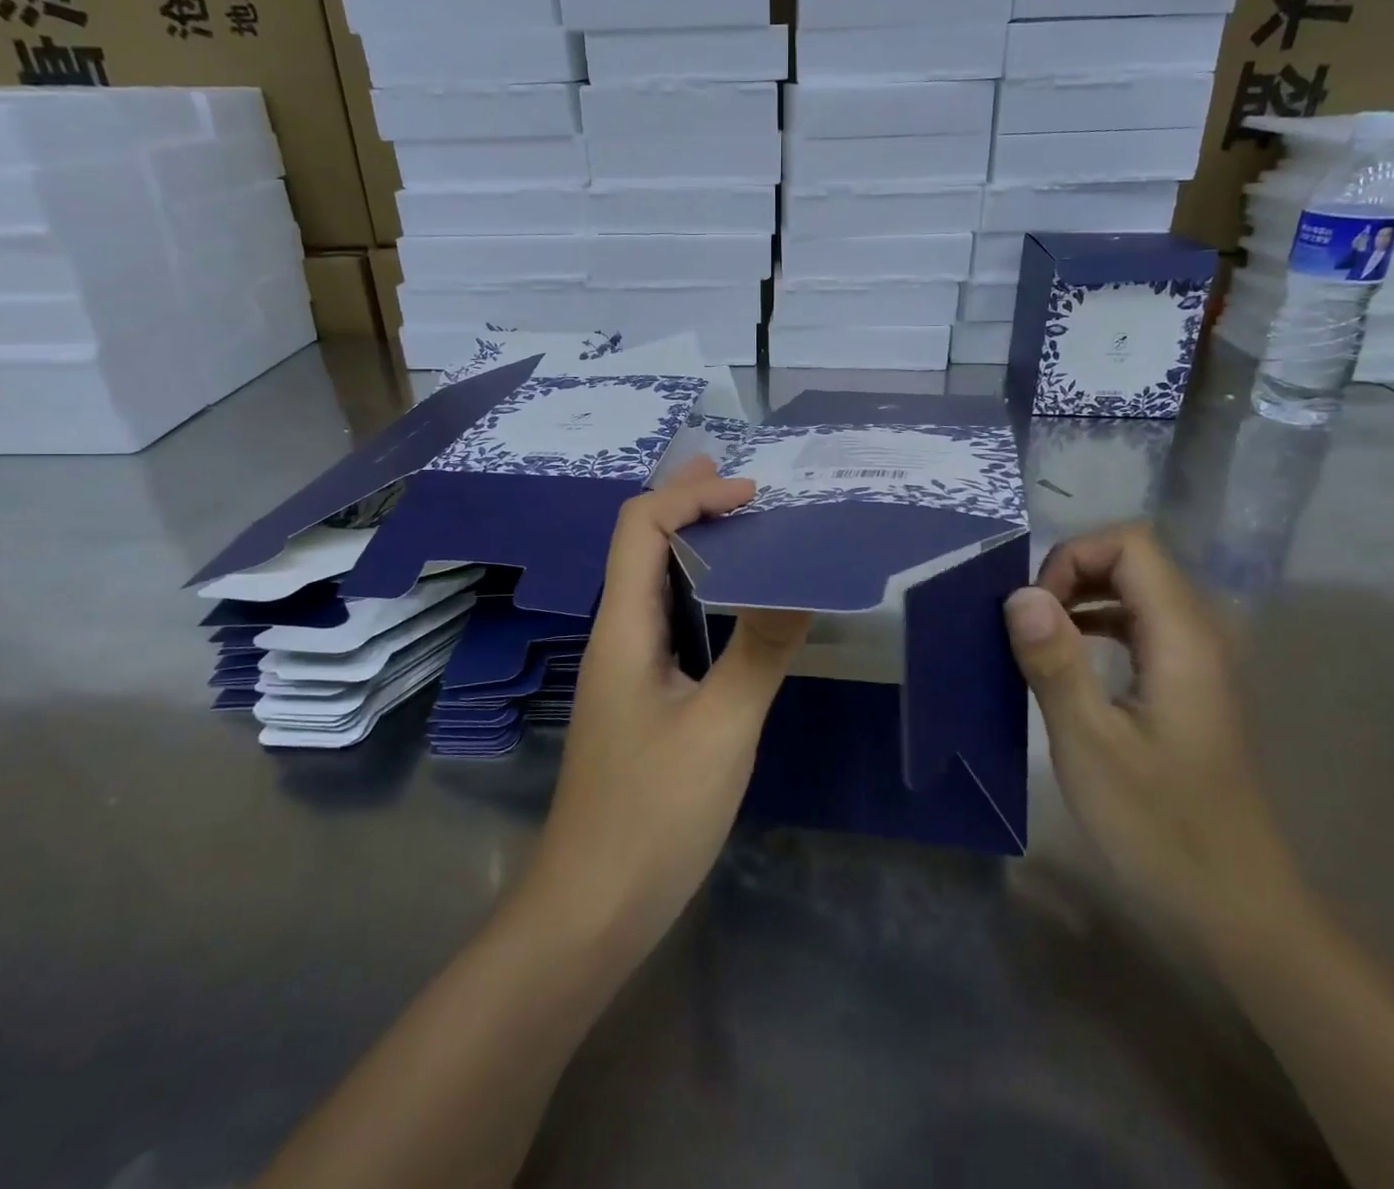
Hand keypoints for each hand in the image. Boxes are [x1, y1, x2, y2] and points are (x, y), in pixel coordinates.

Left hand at [519, 458, 810, 955]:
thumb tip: (802, 580)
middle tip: (741, 485)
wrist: (591, 908)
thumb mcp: (721, 728)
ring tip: (743, 527)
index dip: (690, 496)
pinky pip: (667, 621)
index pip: (640, 526)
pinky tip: (733, 605)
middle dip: (687, 504)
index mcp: (623, 628)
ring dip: (694, 546)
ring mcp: (625, 669)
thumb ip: (761, 650)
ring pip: (653, 583)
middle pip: (639, 544)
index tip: (752, 495)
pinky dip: (699, 591)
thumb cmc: (653, 815)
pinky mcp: (640, 698)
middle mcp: (616, 635)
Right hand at [1004, 523, 1303, 941]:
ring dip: (1082, 598)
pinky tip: (1071, 662)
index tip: (1035, 610)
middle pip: (1136, 560)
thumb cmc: (1161, 827)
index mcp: (1183, 639)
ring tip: (1040, 638)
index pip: (1131, 544)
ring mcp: (1199, 661)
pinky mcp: (1190, 686)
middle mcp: (1200, 635)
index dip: (1074, 557)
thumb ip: (1055, 662)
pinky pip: (1141, 625)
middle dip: (1072, 573)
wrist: (1237, 908)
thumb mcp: (1090, 745)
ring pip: (1138, 591)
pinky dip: (1098, 624)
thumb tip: (1018, 594)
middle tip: (1029, 624)